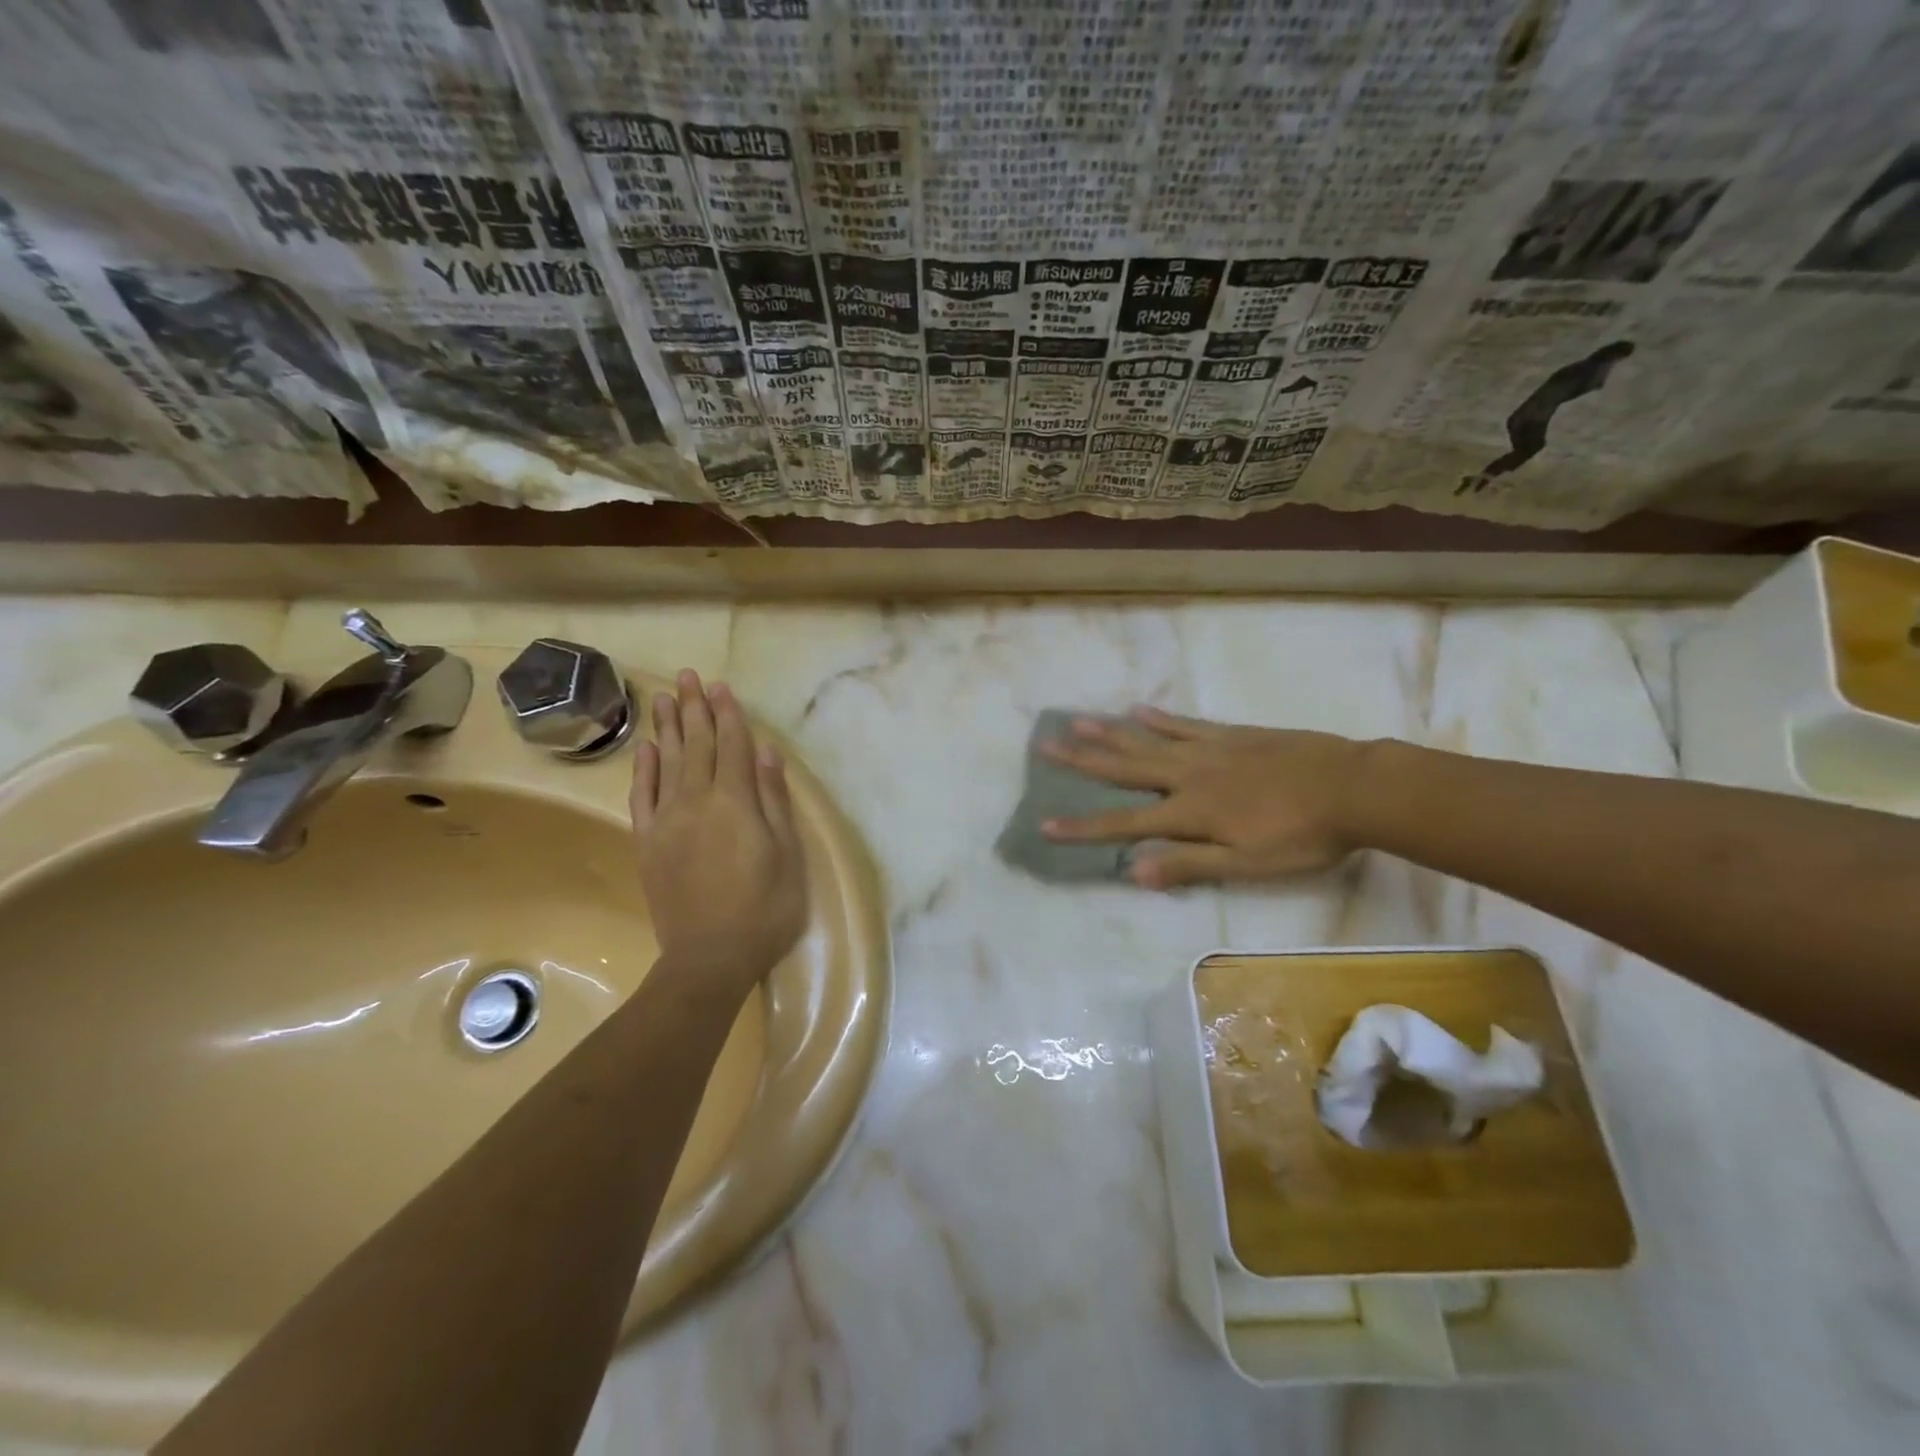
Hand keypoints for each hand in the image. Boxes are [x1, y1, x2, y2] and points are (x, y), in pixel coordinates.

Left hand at [631, 670, 807, 987]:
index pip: (731, 746)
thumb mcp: (787, 855)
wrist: (709, 959)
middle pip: (696, 745)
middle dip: (695, 708)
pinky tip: (645, 748)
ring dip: (667, 727)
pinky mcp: (647, 842)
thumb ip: (773, 801)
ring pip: (666, 762)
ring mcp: (667, 821)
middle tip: (688, 676)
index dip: (727, 714)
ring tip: (664, 697)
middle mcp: (697, 801)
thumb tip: (765, 754)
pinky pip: (642, 796)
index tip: (720, 686)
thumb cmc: (764, 909)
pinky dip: (643, 768)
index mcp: (735, 803)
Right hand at [1040, 707, 1370, 888]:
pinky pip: (1185, 724)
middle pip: (1124, 768)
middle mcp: (1188, 775)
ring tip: (1076, 721)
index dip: (1083, 828)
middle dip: (1082, 761)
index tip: (1043, 825)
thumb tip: (1132, 872)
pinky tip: (1138, 710)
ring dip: (1109, 733)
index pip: (1124, 823)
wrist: (1354, 787)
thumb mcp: (1247, 865)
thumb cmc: (1302, 836)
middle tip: (1044, 746)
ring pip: (1147, 740)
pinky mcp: (1232, 735)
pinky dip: (1159, 718)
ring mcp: (1209, 750)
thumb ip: (1189, 865)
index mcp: (1190, 812)